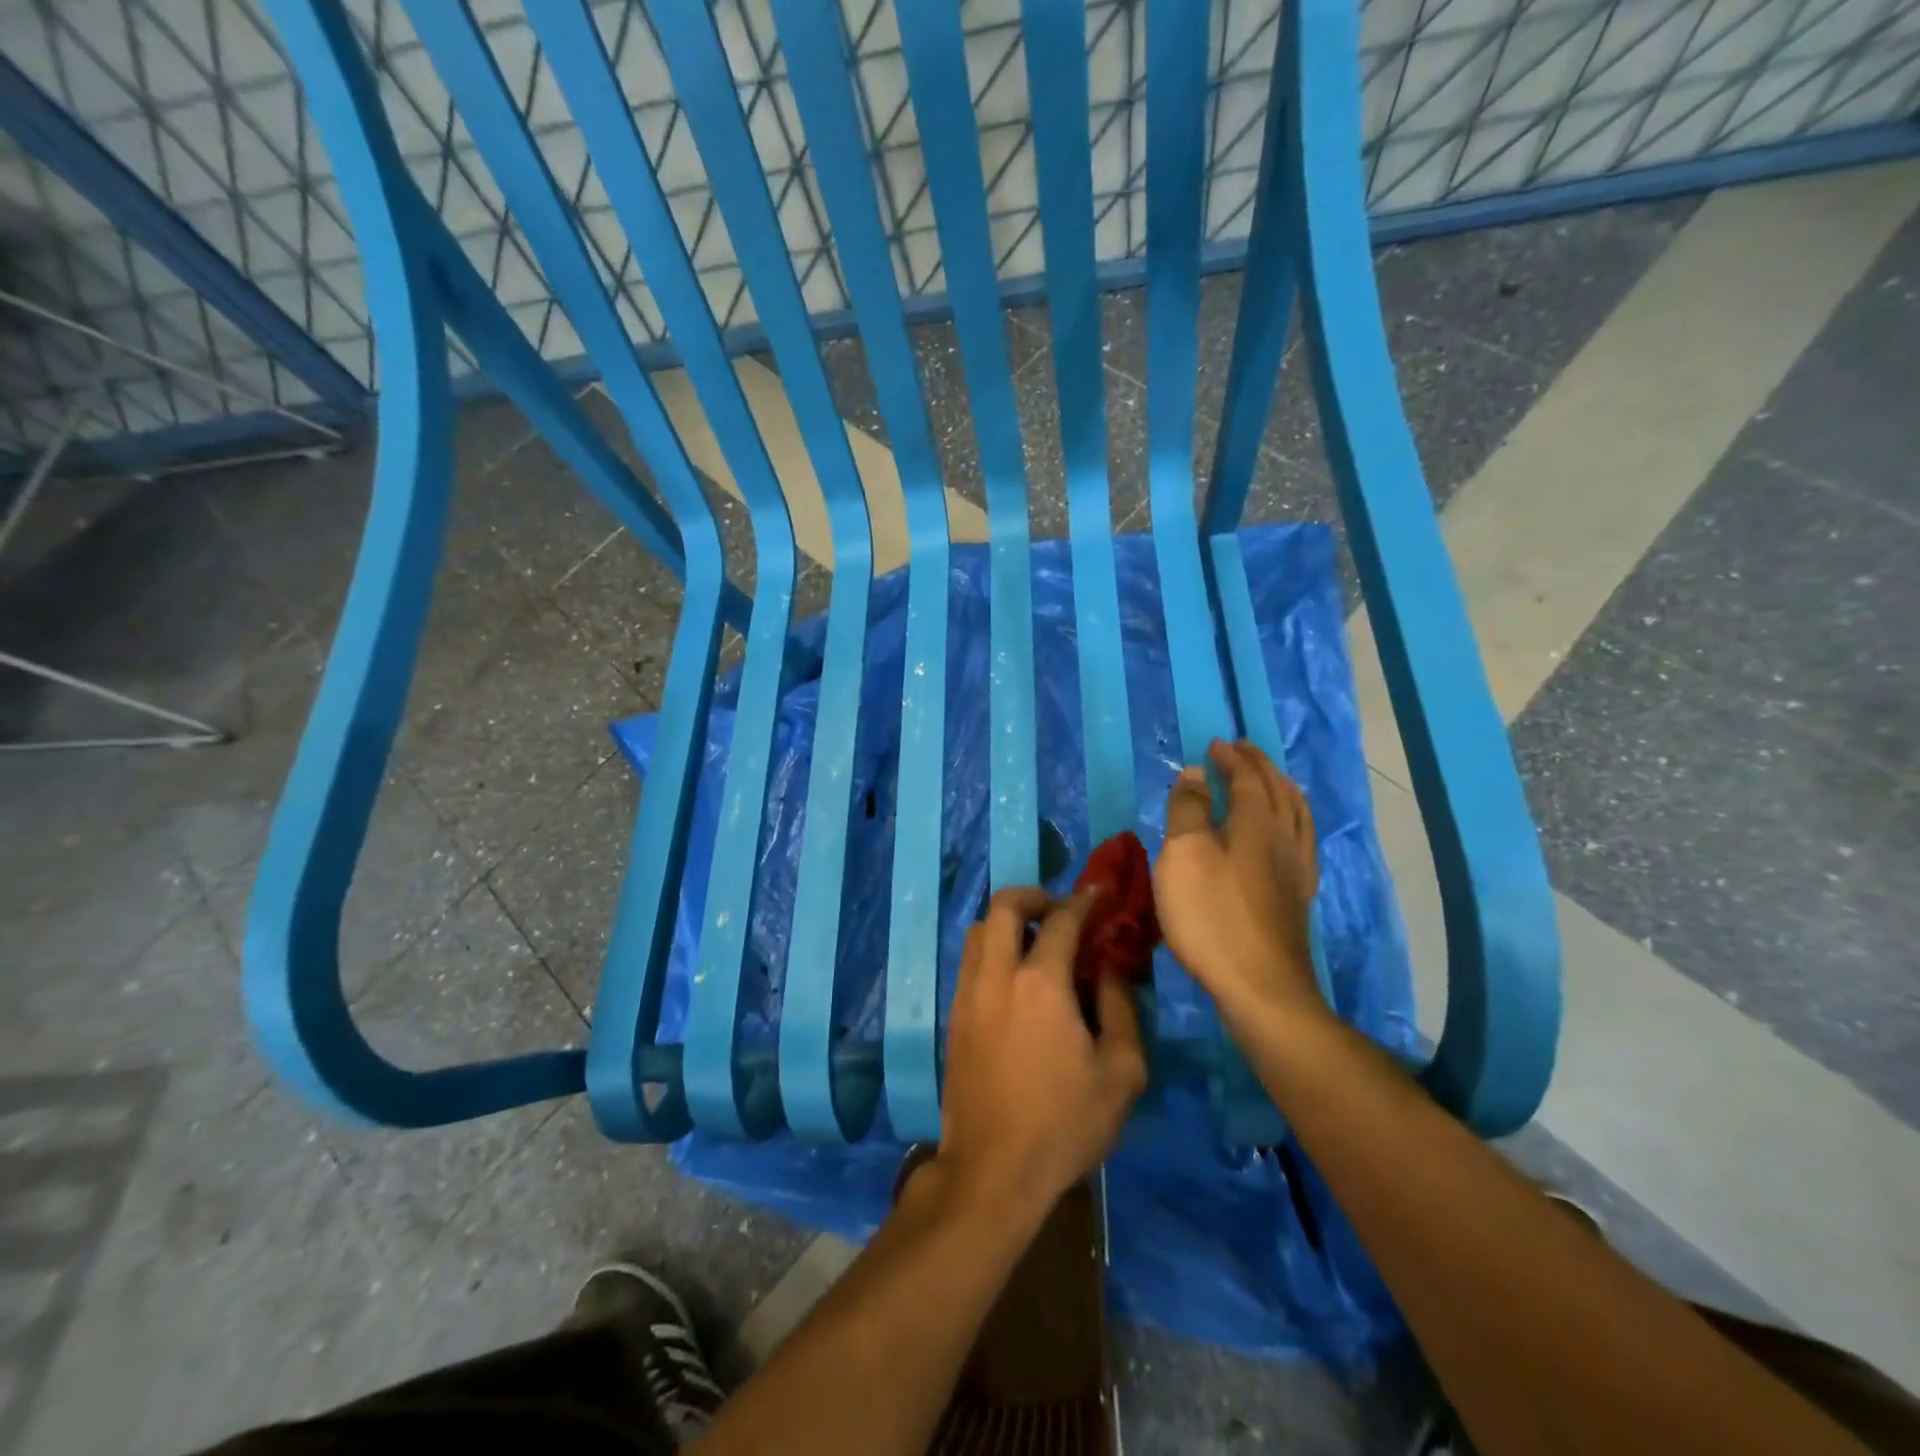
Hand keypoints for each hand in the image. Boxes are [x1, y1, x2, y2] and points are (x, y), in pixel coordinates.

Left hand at [938, 887, 1147, 1222]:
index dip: (1083, 900)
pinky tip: (1015, 983)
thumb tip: (1110, 968)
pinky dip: (993, 952)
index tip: (1099, 895)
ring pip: (979, 931)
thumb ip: (1121, 1008)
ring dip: (1008, 924)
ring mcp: (968, 995)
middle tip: (1059, 912)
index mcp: (1040, 984)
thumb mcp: (1121, 1073)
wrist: (993, 1171)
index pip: (1061, 920)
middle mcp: (997, 976)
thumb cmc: (1065, 1124)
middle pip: (1003, 906)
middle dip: (1034, 896)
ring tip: (1036, 946)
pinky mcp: (954, 1018)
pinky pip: (970, 963)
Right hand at [1155, 739, 1325, 1029]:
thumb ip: (1188, 810)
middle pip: (1279, 791)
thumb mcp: (1184, 855)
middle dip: (1260, 766)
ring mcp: (1296, 870)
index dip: (1232, 759)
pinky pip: (1302, 841)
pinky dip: (1293, 821)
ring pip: (1298, 815)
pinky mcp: (1297, 898)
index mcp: (1257, 823)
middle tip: (1242, 750)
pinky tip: (1286, 835)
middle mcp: (1284, 839)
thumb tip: (1195, 773)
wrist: (1260, 987)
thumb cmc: (1211, 915)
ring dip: (1282, 789)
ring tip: (1270, 780)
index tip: (1215, 745)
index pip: (1248, 778)